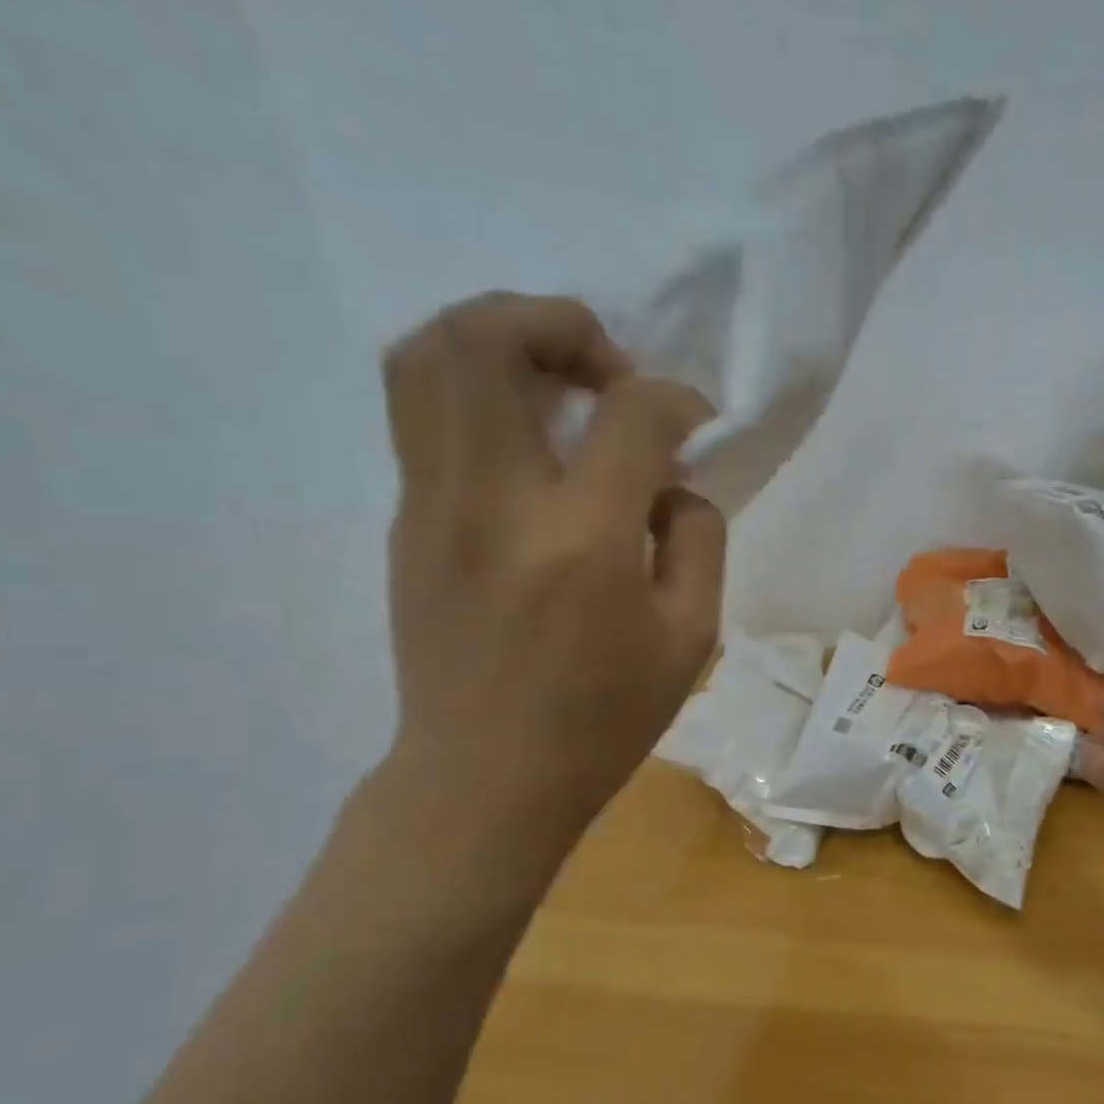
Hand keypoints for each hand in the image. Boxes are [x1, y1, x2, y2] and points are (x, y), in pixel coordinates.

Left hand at [380, 291, 723, 853]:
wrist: (483, 780)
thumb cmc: (602, 719)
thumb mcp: (691, 637)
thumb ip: (697, 537)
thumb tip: (670, 482)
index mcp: (581, 538)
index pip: (631, 412)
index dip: (677, 400)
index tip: (694, 423)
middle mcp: (491, 499)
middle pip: (487, 335)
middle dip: (561, 323)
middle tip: (607, 372)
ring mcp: (431, 503)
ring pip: (426, 354)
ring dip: (502, 338)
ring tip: (557, 383)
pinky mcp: (406, 520)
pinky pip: (423, 409)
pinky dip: (477, 388)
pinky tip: (529, 440)